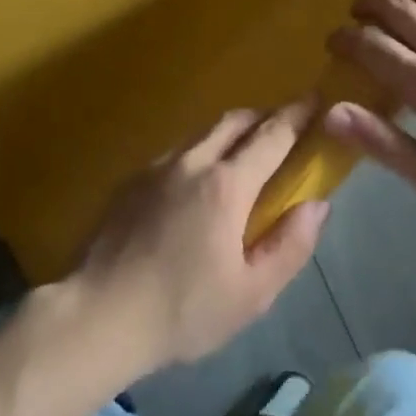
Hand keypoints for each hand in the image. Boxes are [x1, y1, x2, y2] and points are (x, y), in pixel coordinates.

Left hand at [66, 102, 329, 375]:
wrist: (97, 315)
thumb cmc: (182, 311)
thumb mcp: (251, 294)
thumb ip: (290, 246)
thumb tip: (318, 205)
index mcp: (226, 185)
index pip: (272, 136)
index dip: (298, 116)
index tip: (317, 100)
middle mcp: (192, 161)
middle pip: (235, 121)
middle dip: (265, 115)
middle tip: (285, 126)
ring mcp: (157, 166)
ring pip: (203, 132)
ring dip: (231, 131)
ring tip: (244, 152)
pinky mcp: (131, 180)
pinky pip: (176, 151)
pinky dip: (201, 151)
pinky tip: (197, 182)